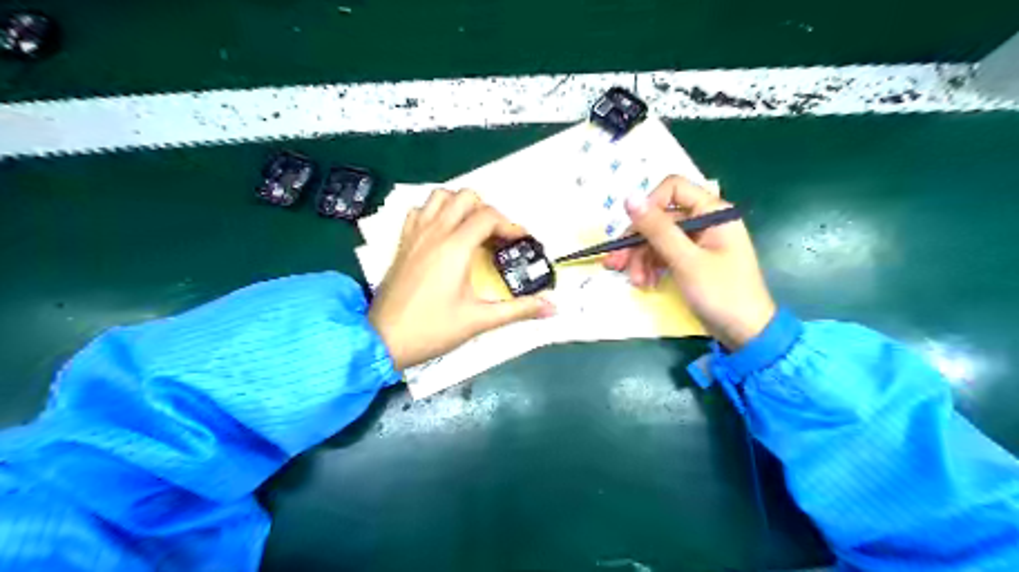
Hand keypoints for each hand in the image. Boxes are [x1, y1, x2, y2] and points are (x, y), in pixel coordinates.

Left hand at [370, 188, 555, 370]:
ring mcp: (415, 234)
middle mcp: (435, 232)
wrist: (383, 339)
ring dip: (460, 206)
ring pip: (439, 197)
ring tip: (471, 229)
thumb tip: (553, 308)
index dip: (510, 225)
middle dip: (487, 211)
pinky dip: (435, 212)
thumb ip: (518, 310)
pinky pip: (419, 211)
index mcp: (455, 247)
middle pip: (465, 197)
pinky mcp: (403, 243)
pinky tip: (443, 233)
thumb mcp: (479, 320)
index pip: (488, 216)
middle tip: (496, 237)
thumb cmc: (433, 329)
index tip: (521, 242)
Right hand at [602, 177, 772, 351]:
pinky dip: (652, 267)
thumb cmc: (721, 294)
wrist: (746, 333)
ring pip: (659, 238)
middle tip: (616, 263)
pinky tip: (646, 283)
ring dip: (641, 258)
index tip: (632, 232)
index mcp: (713, 212)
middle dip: (637, 241)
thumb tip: (629, 197)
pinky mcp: (693, 259)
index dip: (648, 206)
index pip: (672, 189)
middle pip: (661, 218)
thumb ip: (657, 229)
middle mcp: (706, 221)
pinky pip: (665, 254)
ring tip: (635, 282)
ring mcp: (699, 241)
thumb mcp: (685, 261)